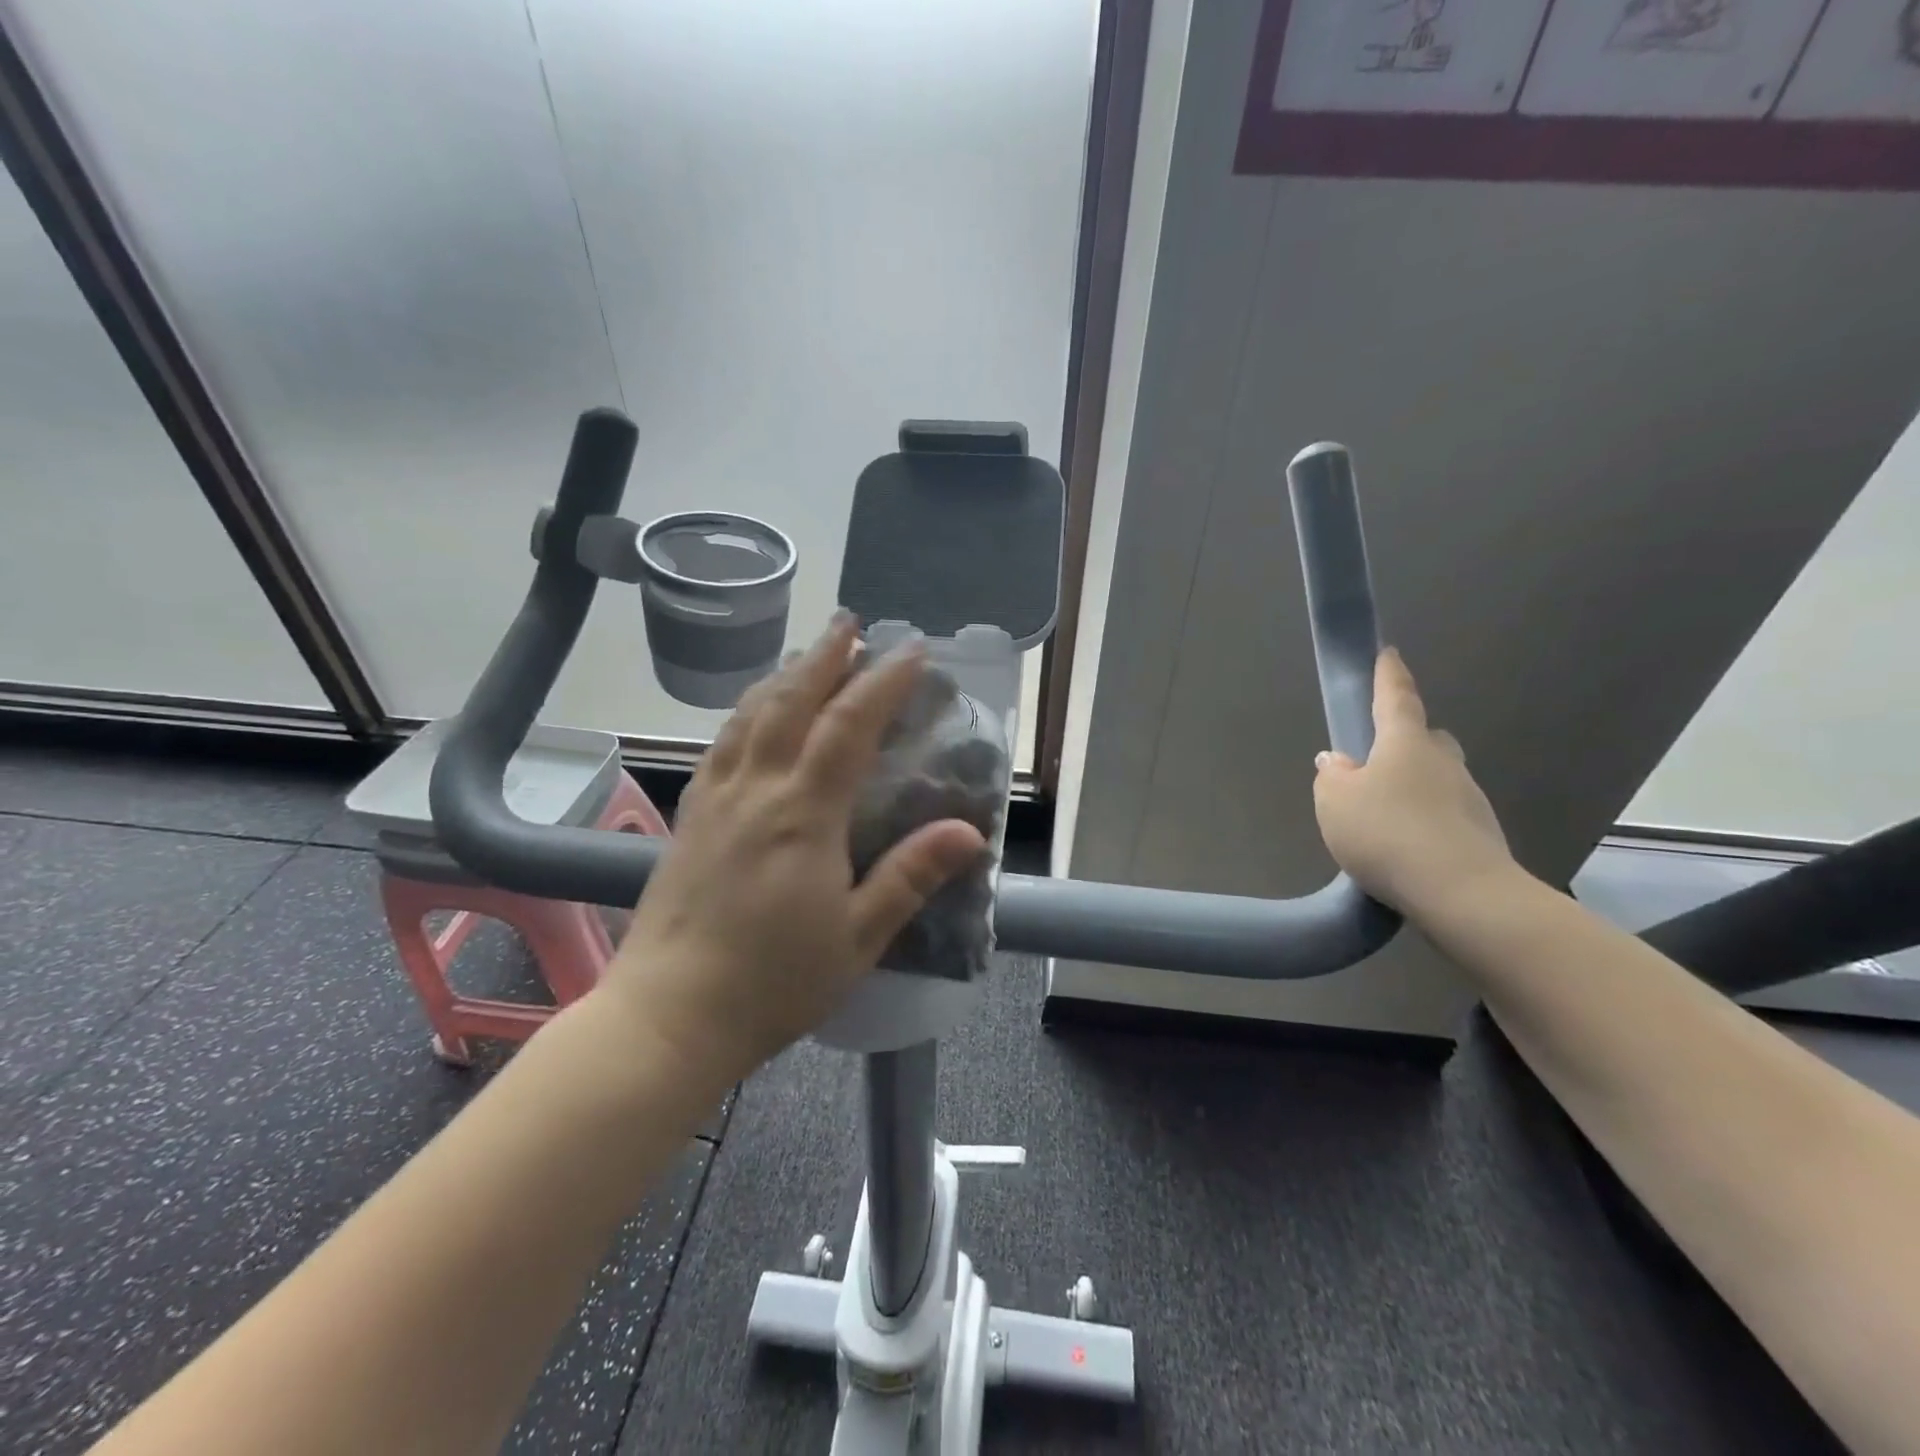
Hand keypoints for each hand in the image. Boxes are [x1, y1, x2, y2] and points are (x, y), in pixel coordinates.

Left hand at [603, 614, 986, 1082]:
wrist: (669, 1015)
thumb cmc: (774, 982)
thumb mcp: (858, 937)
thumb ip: (911, 877)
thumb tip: (970, 831)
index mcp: (802, 814)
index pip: (848, 727)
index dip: (882, 682)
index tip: (911, 650)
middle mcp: (756, 790)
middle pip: (791, 702)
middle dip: (825, 656)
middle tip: (850, 622)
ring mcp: (715, 800)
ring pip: (749, 715)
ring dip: (783, 676)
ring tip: (806, 654)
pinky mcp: (688, 817)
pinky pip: (720, 744)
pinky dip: (745, 712)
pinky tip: (752, 713)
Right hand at [1313, 649, 1514, 914]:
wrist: (1461, 893)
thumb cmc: (1387, 832)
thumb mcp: (1335, 801)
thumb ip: (1332, 776)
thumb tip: (1339, 762)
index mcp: (1406, 744)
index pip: (1396, 699)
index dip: (1389, 676)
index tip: (1388, 653)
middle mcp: (1443, 763)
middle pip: (1425, 740)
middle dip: (1405, 742)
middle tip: (1377, 760)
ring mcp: (1468, 799)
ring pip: (1437, 779)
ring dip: (1413, 788)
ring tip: (1382, 818)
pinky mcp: (1480, 836)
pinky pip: (1444, 816)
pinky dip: (1424, 822)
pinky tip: (1403, 848)